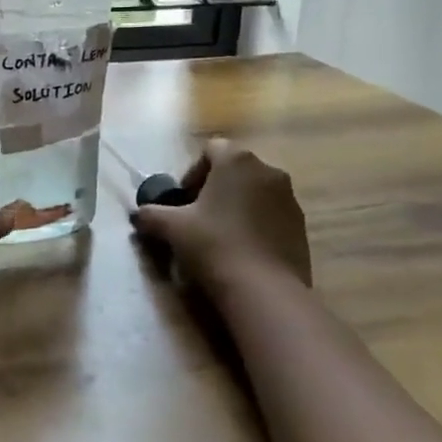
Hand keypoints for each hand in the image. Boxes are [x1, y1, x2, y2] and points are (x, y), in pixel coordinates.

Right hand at [131, 137, 312, 289]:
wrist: (264, 291)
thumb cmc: (214, 245)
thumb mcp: (172, 228)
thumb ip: (151, 215)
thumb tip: (138, 215)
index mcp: (236, 160)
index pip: (210, 150)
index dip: (192, 172)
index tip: (183, 201)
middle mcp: (268, 170)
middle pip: (234, 170)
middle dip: (215, 189)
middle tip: (198, 217)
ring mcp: (289, 198)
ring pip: (255, 192)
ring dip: (238, 206)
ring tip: (222, 236)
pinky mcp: (302, 226)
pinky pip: (272, 215)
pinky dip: (257, 224)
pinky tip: (244, 251)